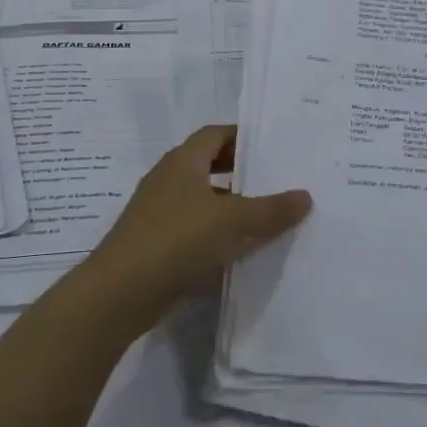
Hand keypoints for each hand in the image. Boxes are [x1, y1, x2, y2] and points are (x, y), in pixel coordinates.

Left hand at [83, 124, 311, 332]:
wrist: (120, 293)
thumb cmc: (177, 239)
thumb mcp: (232, 221)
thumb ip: (271, 209)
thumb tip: (306, 196)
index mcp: (183, 161)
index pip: (215, 134)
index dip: (242, 135)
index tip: (271, 145)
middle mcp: (168, 179)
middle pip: (208, 164)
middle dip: (239, 171)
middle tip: (273, 179)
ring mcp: (158, 212)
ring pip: (201, 199)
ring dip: (229, 204)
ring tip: (264, 215)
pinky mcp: (155, 243)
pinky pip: (192, 228)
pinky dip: (215, 232)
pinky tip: (238, 249)